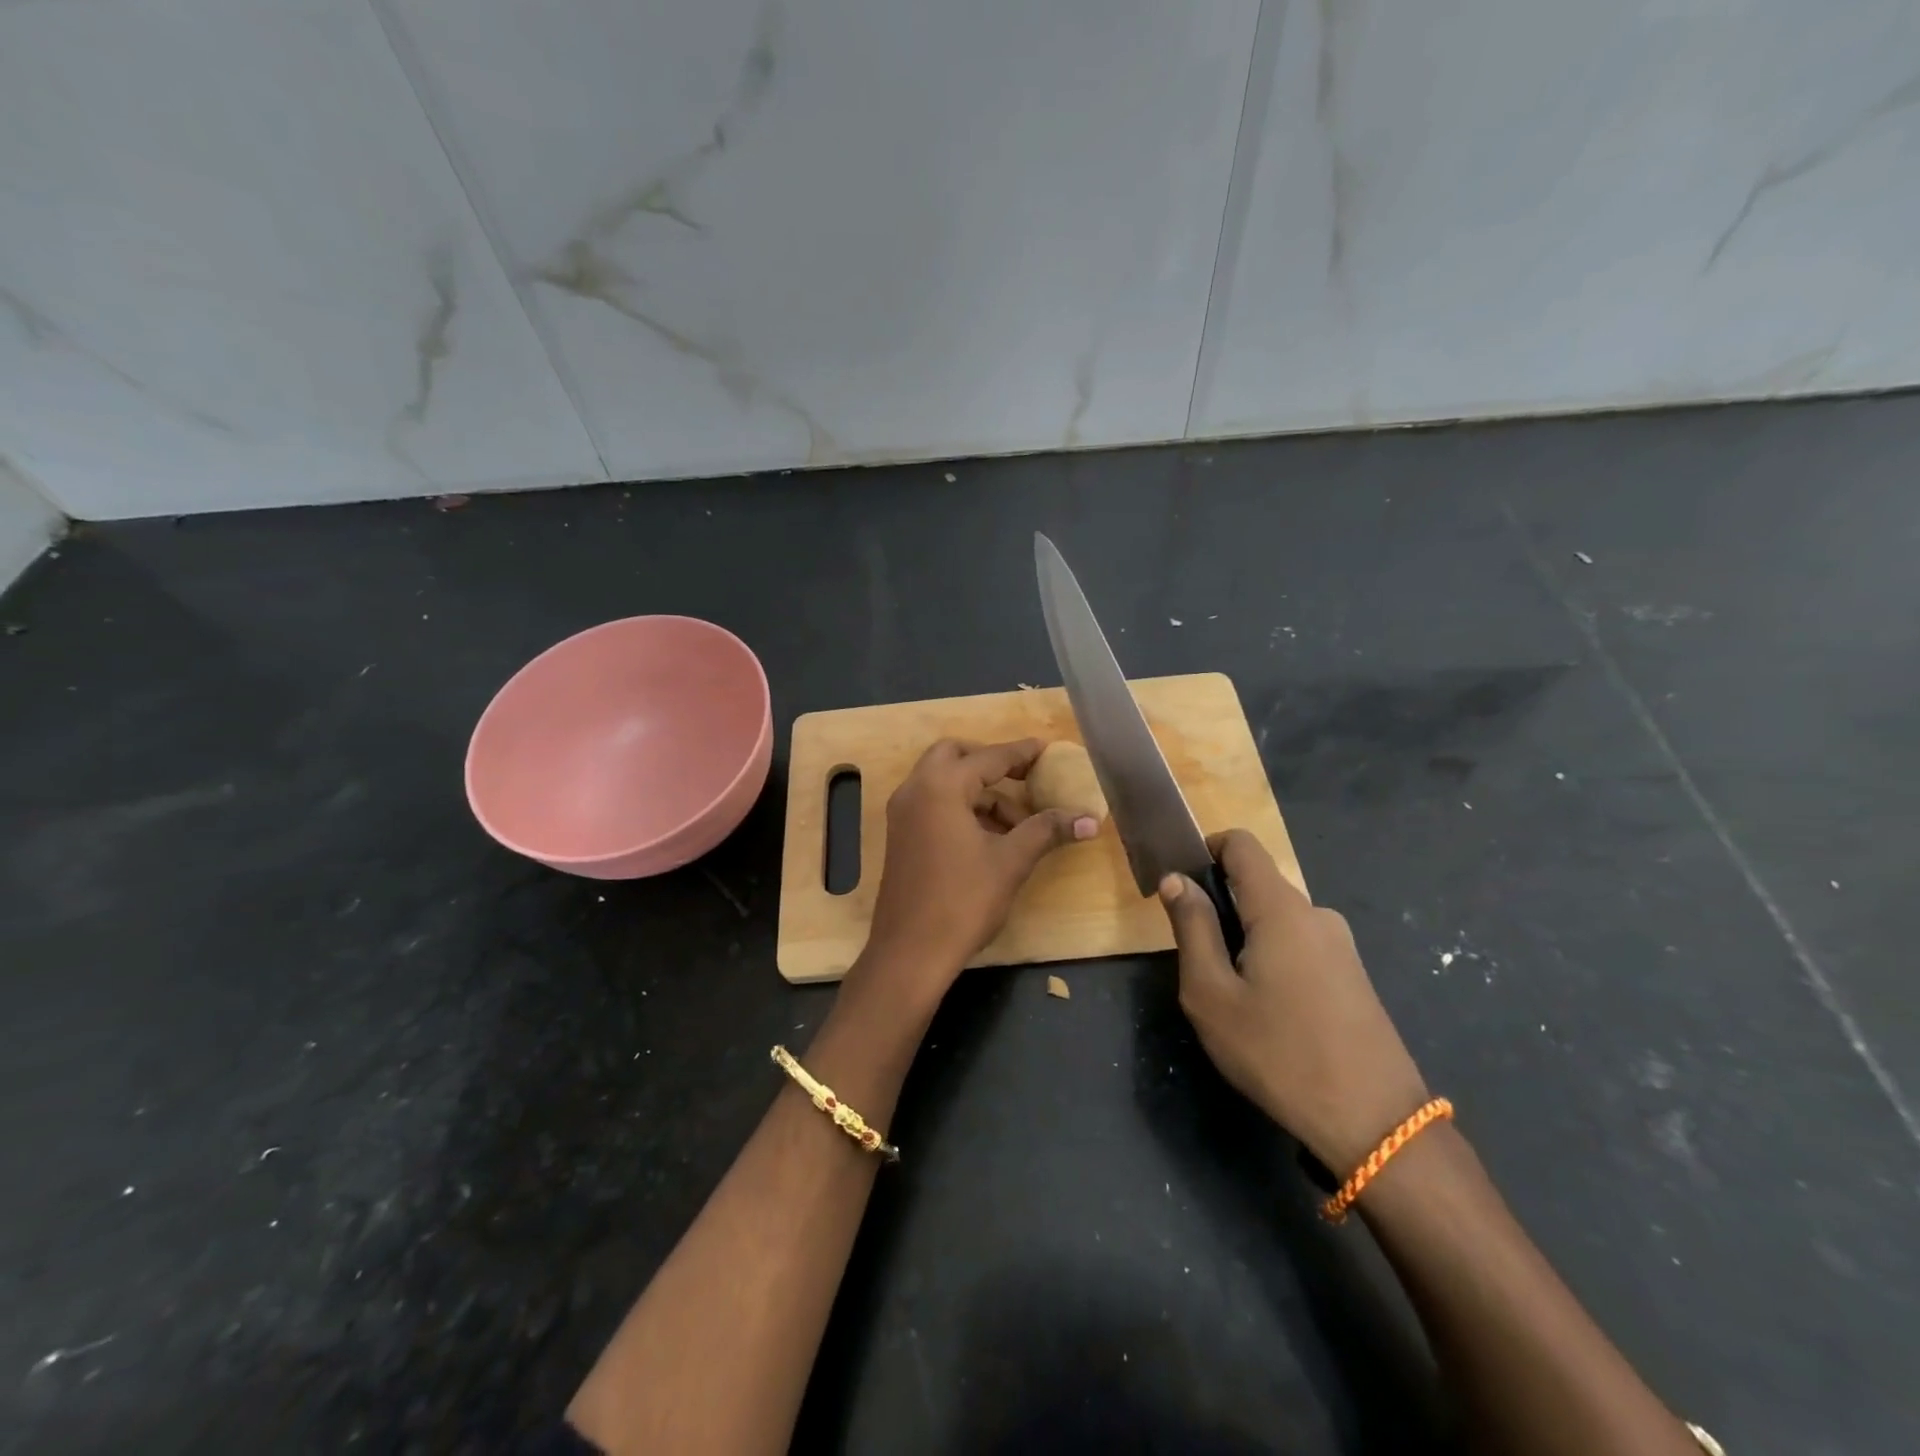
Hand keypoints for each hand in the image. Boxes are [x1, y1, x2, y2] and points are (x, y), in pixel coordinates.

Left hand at [861, 739, 1096, 997]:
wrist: (909, 952)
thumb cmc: (962, 901)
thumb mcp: (1011, 862)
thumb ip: (1047, 830)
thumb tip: (1090, 819)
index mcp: (941, 786)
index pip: (988, 758)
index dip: (1021, 753)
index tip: (1046, 750)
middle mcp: (915, 790)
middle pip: (955, 755)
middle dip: (990, 763)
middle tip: (1024, 779)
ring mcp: (902, 813)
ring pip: (943, 782)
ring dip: (979, 792)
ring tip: (1018, 825)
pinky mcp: (900, 836)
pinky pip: (933, 804)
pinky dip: (961, 808)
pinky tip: (990, 838)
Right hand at [1160, 829, 1430, 1173]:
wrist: (1376, 1124)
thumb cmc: (1279, 1053)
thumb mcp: (1212, 994)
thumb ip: (1192, 928)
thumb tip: (1177, 879)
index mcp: (1281, 909)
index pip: (1241, 844)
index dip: (1206, 849)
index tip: (1181, 887)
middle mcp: (1316, 914)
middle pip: (1257, 886)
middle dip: (1221, 910)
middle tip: (1199, 965)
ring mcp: (1341, 946)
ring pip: (1277, 922)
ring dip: (1246, 941)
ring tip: (1233, 1000)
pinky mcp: (1353, 976)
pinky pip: (1300, 947)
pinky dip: (1272, 961)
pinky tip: (1270, 1015)